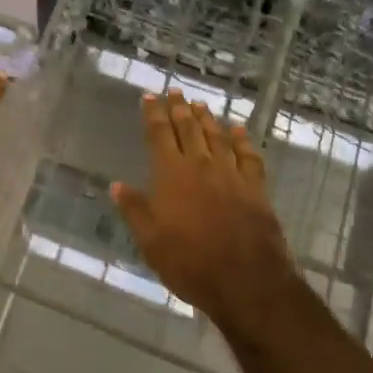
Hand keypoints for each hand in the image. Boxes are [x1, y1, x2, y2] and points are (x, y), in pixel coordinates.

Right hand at [112, 89, 296, 321]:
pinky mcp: (255, 187)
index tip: (150, 96)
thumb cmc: (189, 262)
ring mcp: (231, 173)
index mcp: (171, 173)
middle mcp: (200, 164)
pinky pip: (248, 155)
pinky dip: (242, 139)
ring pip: (217, 136)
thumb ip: (134, 210)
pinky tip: (238, 130)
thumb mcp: (150, 241)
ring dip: (207, 118)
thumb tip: (117, 185)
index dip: (153, 113)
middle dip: (179, 108)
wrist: (246, 280)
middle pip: (188, 128)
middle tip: (175, 91)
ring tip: (200, 104)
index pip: (159, 134)